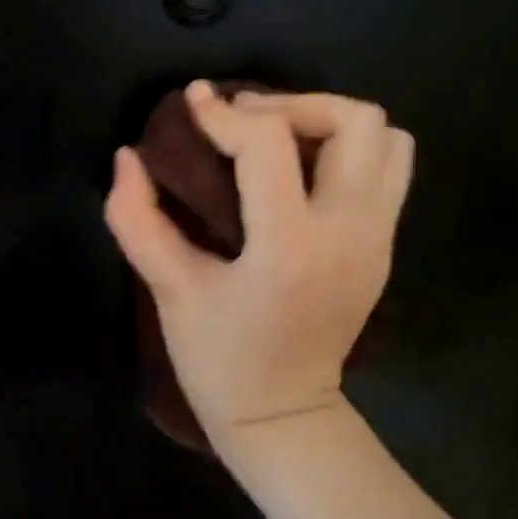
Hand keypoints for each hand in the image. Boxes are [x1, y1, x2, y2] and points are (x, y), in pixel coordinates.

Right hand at [104, 82, 411, 449]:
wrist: (283, 416)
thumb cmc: (219, 360)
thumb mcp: (170, 290)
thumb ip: (138, 219)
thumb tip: (127, 156)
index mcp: (289, 247)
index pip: (268, 144)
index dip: (223, 113)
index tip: (193, 102)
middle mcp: (349, 233)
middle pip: (354, 121)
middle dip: (294, 104)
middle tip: (246, 120)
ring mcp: (378, 239)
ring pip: (387, 138)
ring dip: (330, 122)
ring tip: (280, 139)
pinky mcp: (386, 247)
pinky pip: (390, 169)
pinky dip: (351, 150)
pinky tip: (304, 171)